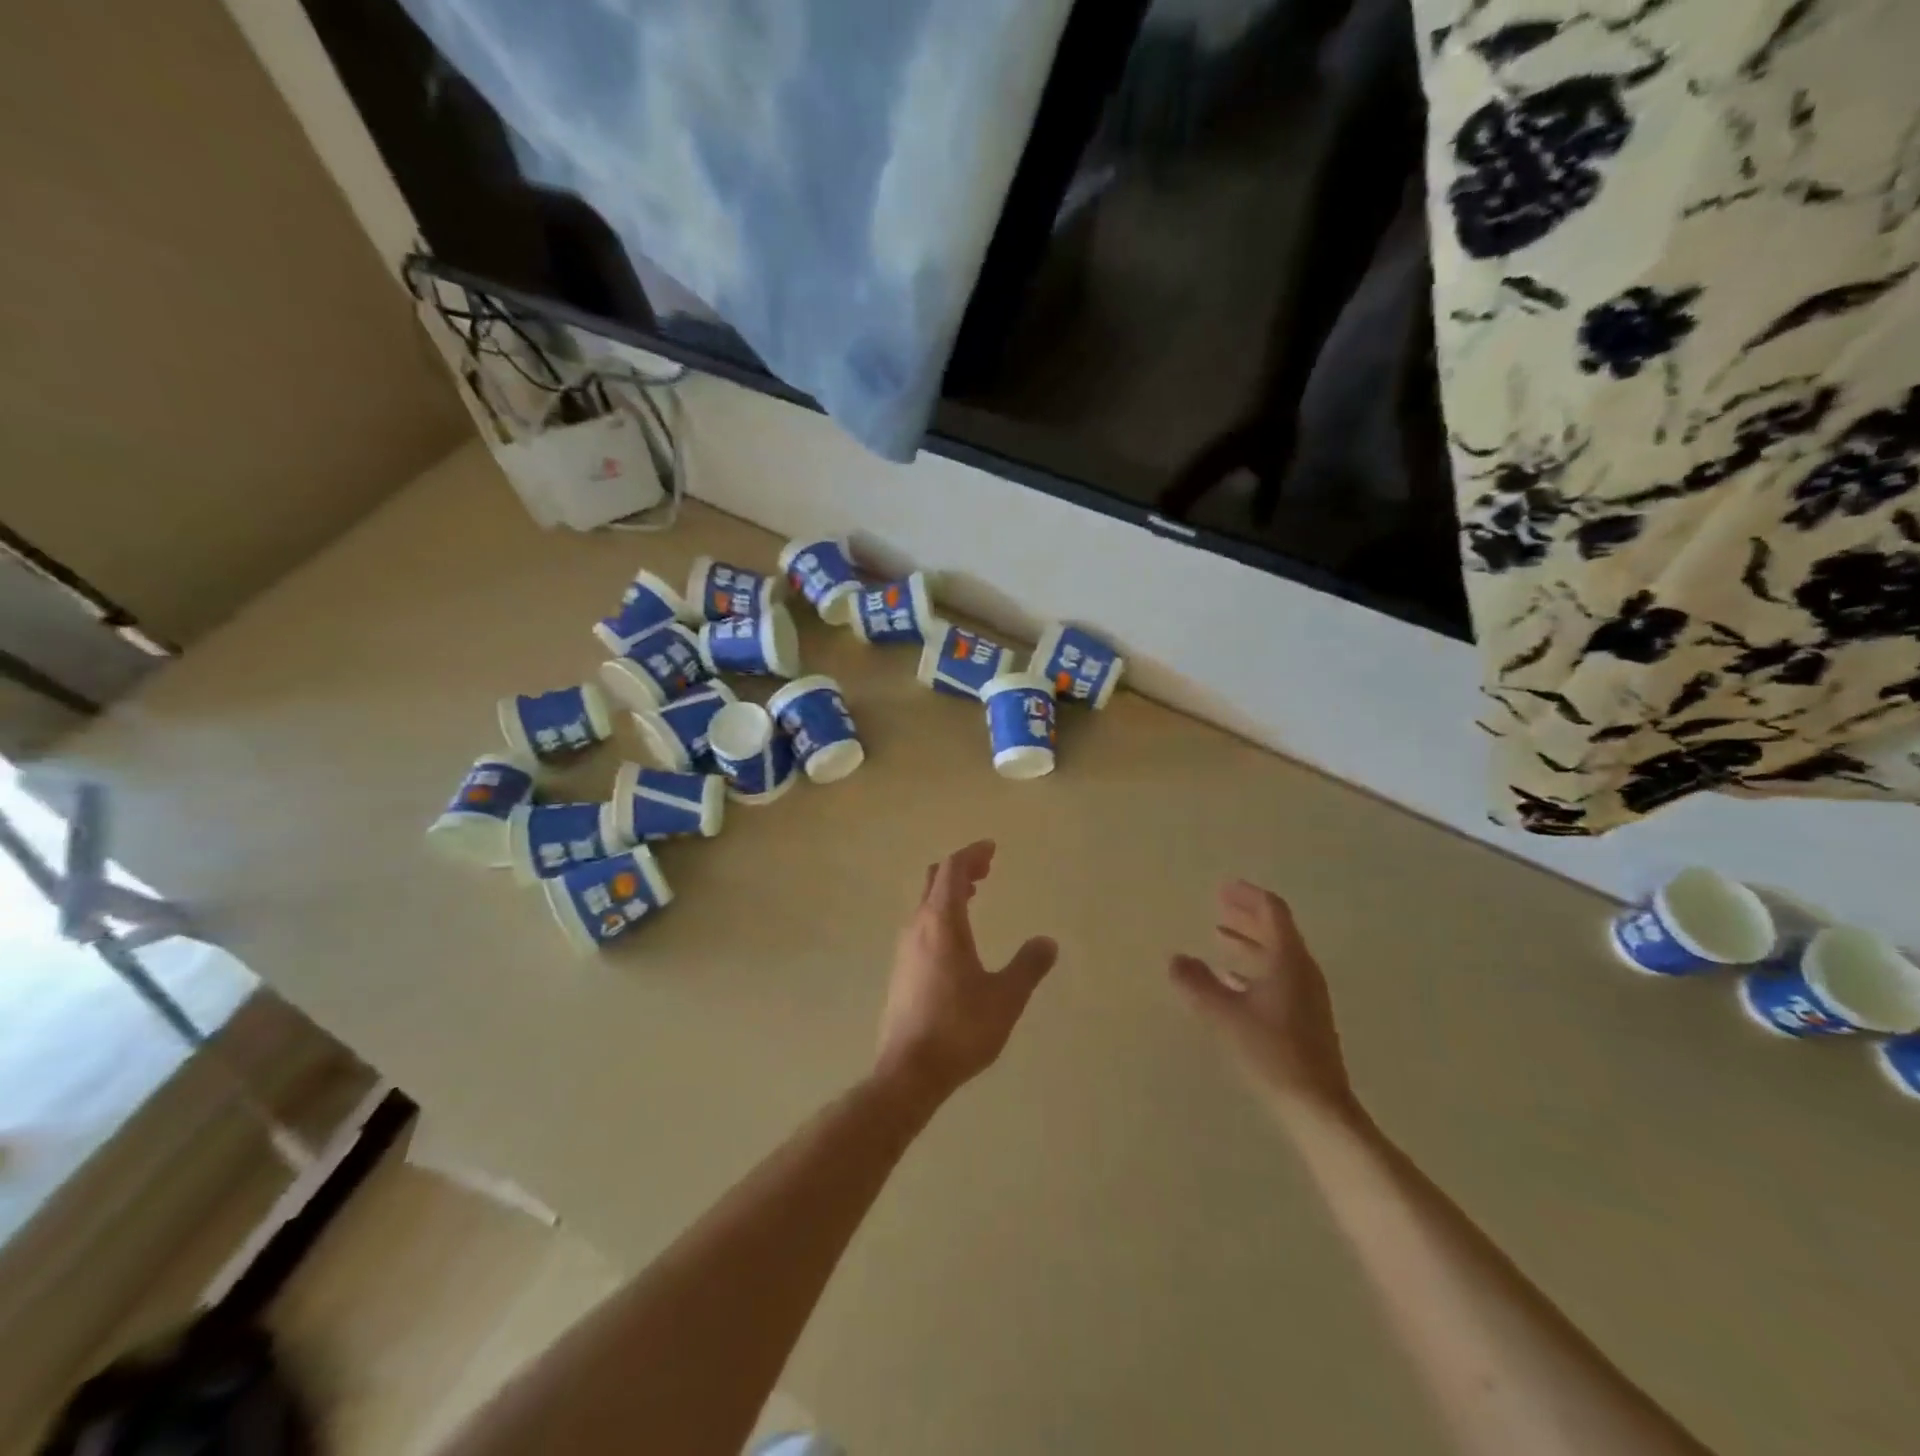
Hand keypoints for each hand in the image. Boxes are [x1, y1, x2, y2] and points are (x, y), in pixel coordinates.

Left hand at [875, 840, 1057, 1106]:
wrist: (909, 1071)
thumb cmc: (960, 1028)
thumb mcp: (1005, 997)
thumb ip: (1028, 966)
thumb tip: (1048, 942)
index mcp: (942, 923)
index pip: (952, 869)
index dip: (971, 854)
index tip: (991, 849)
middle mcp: (918, 927)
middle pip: (934, 880)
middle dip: (960, 868)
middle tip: (986, 868)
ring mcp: (905, 949)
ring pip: (925, 903)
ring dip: (949, 891)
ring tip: (974, 895)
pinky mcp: (901, 970)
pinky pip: (921, 924)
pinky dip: (941, 913)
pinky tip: (957, 938)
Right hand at [1170, 880, 1357, 1126]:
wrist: (1317, 1106)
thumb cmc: (1272, 1052)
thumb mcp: (1225, 1015)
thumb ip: (1197, 984)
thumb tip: (1174, 959)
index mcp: (1288, 960)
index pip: (1272, 912)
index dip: (1248, 896)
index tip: (1224, 888)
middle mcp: (1302, 971)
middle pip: (1276, 931)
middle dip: (1247, 916)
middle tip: (1220, 904)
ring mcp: (1306, 996)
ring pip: (1276, 955)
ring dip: (1249, 942)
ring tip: (1220, 936)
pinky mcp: (1304, 1017)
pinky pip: (1277, 977)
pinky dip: (1253, 968)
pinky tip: (1231, 981)